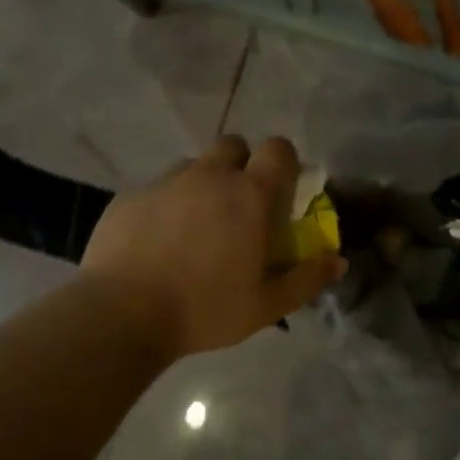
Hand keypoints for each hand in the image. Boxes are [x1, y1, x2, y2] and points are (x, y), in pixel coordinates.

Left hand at [82, 135, 346, 361]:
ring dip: (202, 184)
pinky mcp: (130, 196)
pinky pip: (157, 189)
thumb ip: (306, 279)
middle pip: (234, 145)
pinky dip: (165, 206)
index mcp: (250, 195)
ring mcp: (166, 182)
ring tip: (195, 227)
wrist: (121, 314)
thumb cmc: (205, 309)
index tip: (280, 190)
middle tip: (238, 207)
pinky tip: (156, 244)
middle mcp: (209, 176)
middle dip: (241, 165)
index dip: (284, 162)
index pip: (278, 148)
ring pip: (193, 166)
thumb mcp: (266, 306)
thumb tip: (337, 262)